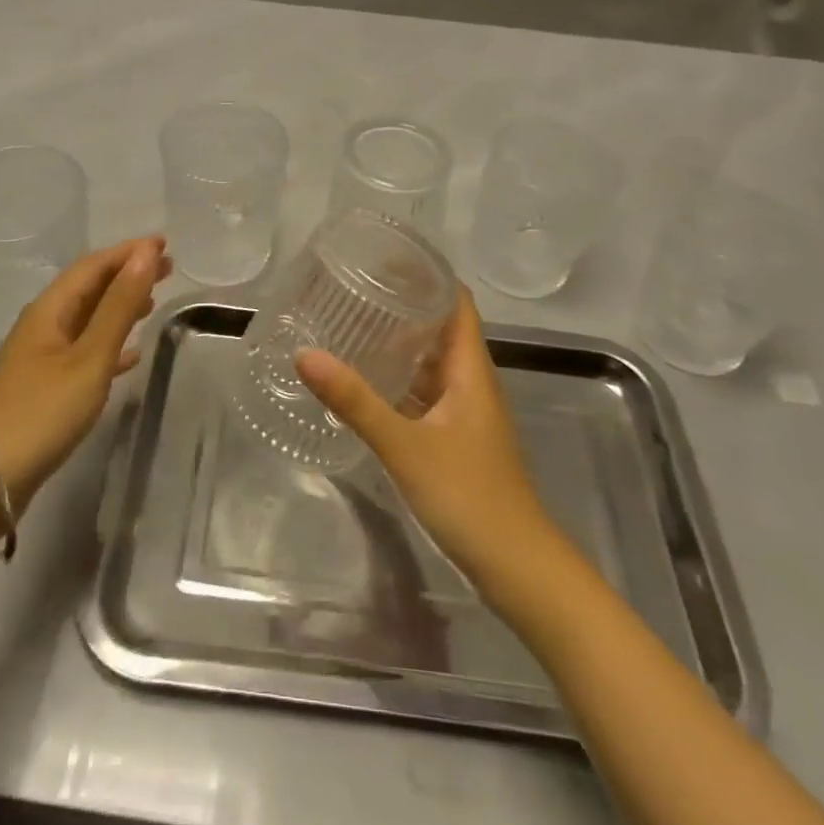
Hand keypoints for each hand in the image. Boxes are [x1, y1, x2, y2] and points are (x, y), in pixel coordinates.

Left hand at [0, 236, 168, 512]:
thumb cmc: (43, 411)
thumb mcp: (90, 356)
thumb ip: (119, 305)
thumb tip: (146, 253)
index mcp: (50, 310)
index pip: (93, 266)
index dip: (128, 252)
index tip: (164, 243)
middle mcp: (43, 325)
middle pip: (89, 288)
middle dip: (126, 274)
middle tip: (167, 268)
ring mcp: (40, 356)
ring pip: (87, 318)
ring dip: (119, 305)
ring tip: (153, 302)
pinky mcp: (43, 385)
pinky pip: (83, 349)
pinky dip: (109, 343)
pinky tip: (130, 356)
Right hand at [295, 288, 555, 593]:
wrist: (517, 567)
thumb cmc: (468, 496)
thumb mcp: (404, 445)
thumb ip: (355, 400)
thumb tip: (305, 354)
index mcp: (469, 369)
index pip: (456, 301)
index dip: (427, 274)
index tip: (385, 257)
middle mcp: (471, 382)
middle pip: (441, 328)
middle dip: (404, 305)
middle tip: (355, 288)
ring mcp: (466, 413)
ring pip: (432, 363)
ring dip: (401, 344)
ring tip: (353, 326)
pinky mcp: (456, 440)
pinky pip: (426, 394)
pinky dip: (400, 381)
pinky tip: (367, 384)